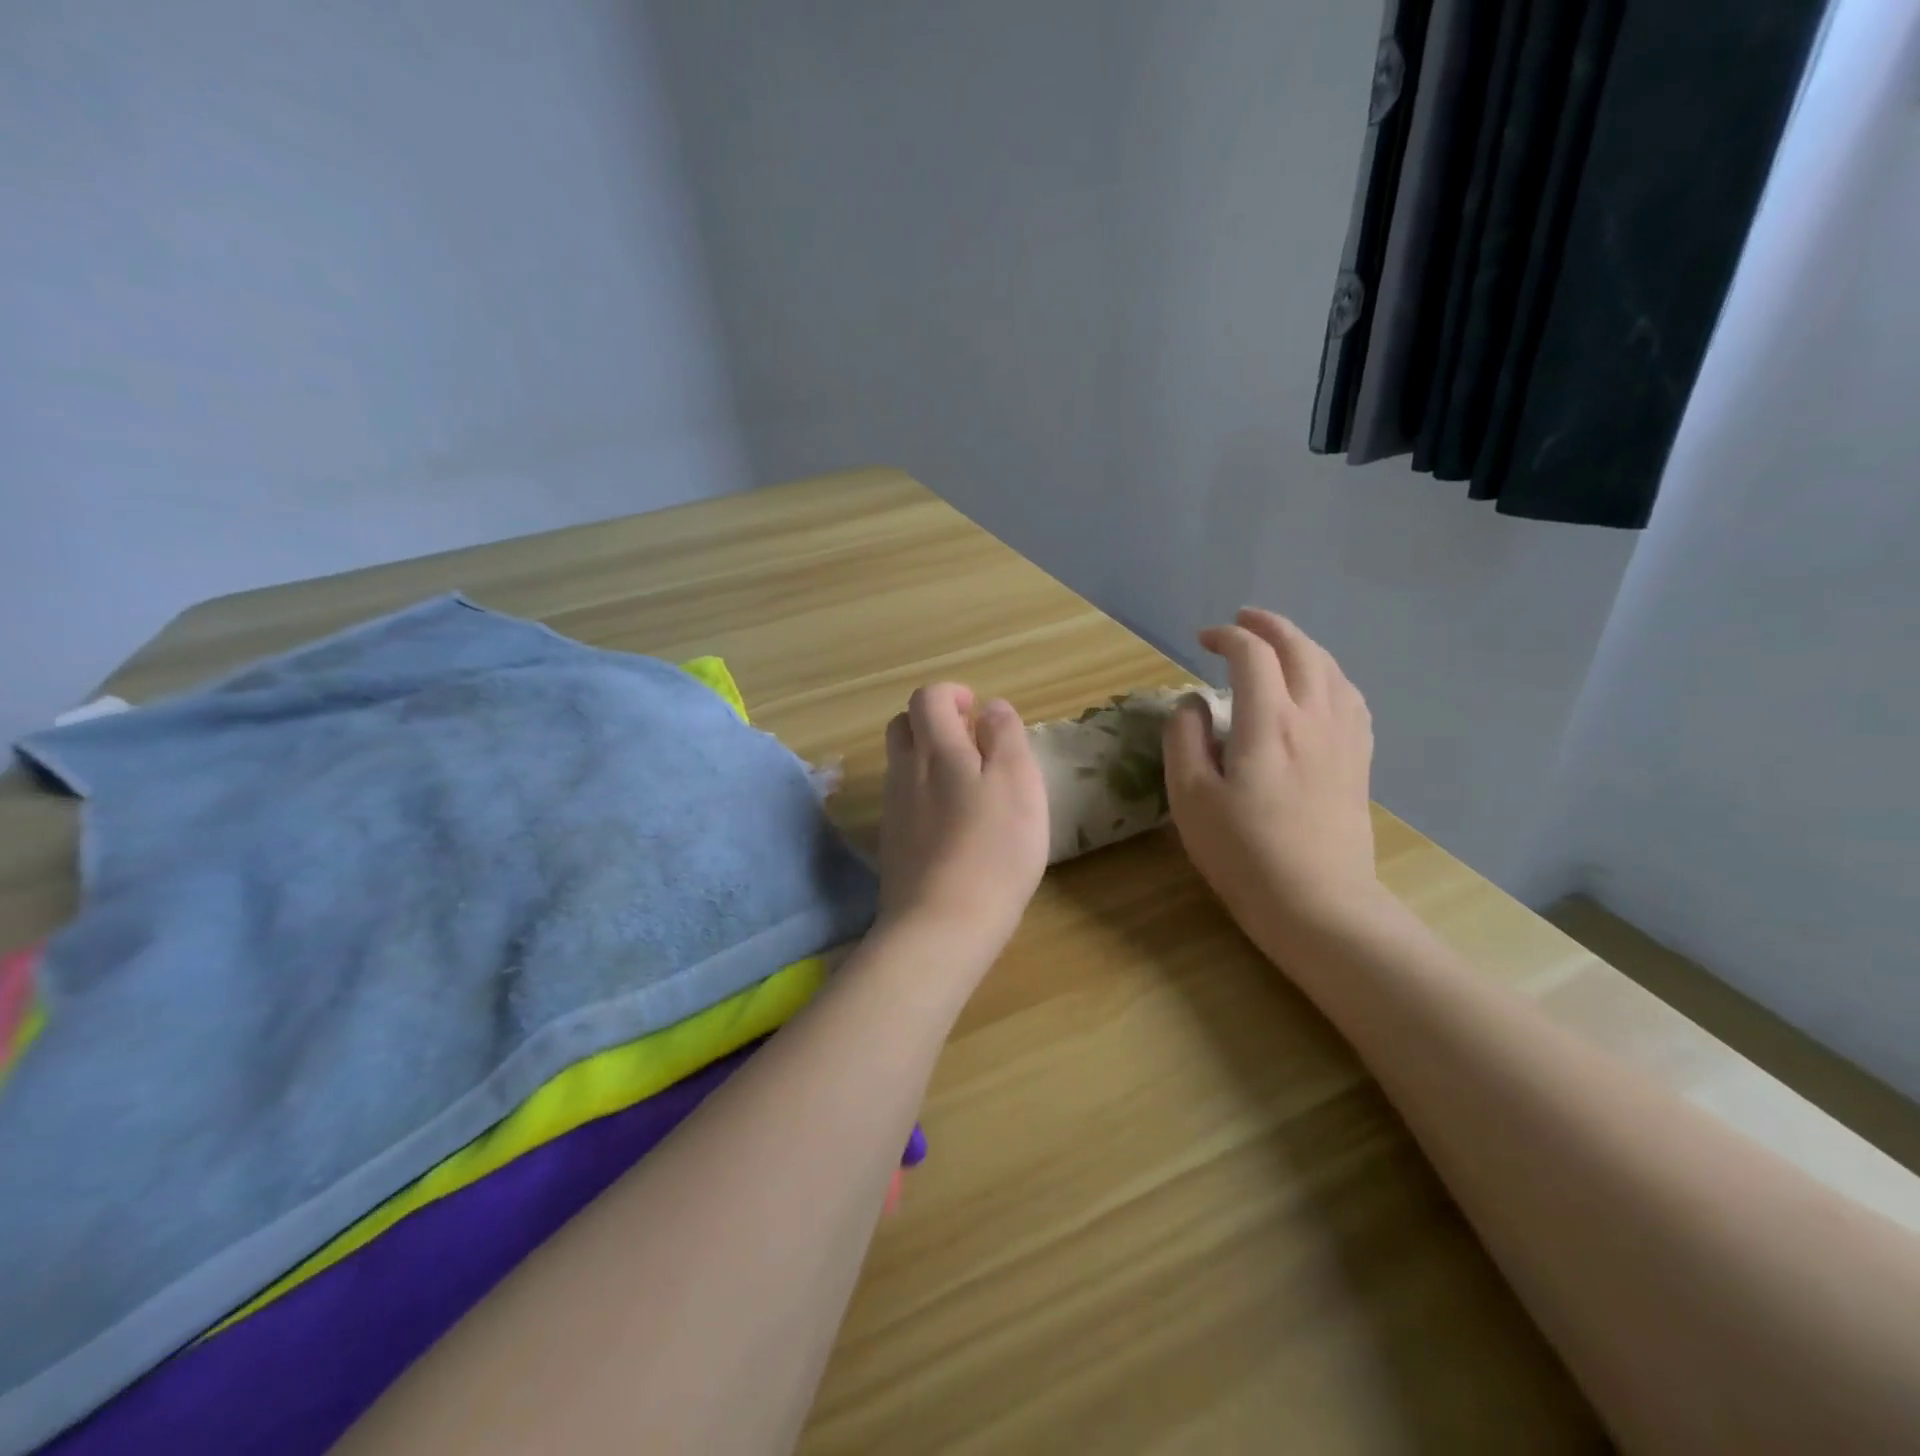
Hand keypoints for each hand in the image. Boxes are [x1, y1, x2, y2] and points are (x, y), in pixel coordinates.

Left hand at [878, 684, 1049, 960]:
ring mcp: (893, 809)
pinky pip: (904, 800)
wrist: (942, 924)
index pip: (926, 698)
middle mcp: (904, 772)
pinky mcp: (892, 844)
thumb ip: (1006, 736)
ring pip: (901, 764)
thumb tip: (992, 707)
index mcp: (935, 750)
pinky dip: (924, 793)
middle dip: (933, 722)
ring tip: (969, 784)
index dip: (951, 694)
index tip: (977, 711)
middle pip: (904, 727)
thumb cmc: (993, 848)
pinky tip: (953, 823)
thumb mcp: (1018, 783)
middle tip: (971, 741)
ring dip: (928, 758)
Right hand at [1163, 609, 1380, 948]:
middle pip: (1300, 649)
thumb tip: (1193, 703)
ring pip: (1331, 668)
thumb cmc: (1244, 853)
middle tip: (1243, 620)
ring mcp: (1344, 738)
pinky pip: (1351, 698)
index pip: (1252, 655)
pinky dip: (1331, 675)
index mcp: (1269, 722)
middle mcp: (1314, 717)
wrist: (1318, 904)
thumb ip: (1184, 739)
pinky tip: (1320, 687)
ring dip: (1303, 645)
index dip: (1226, 636)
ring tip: (1280, 644)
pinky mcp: (1359, 761)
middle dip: (1270, 626)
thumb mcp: (1191, 798)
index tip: (1202, 640)